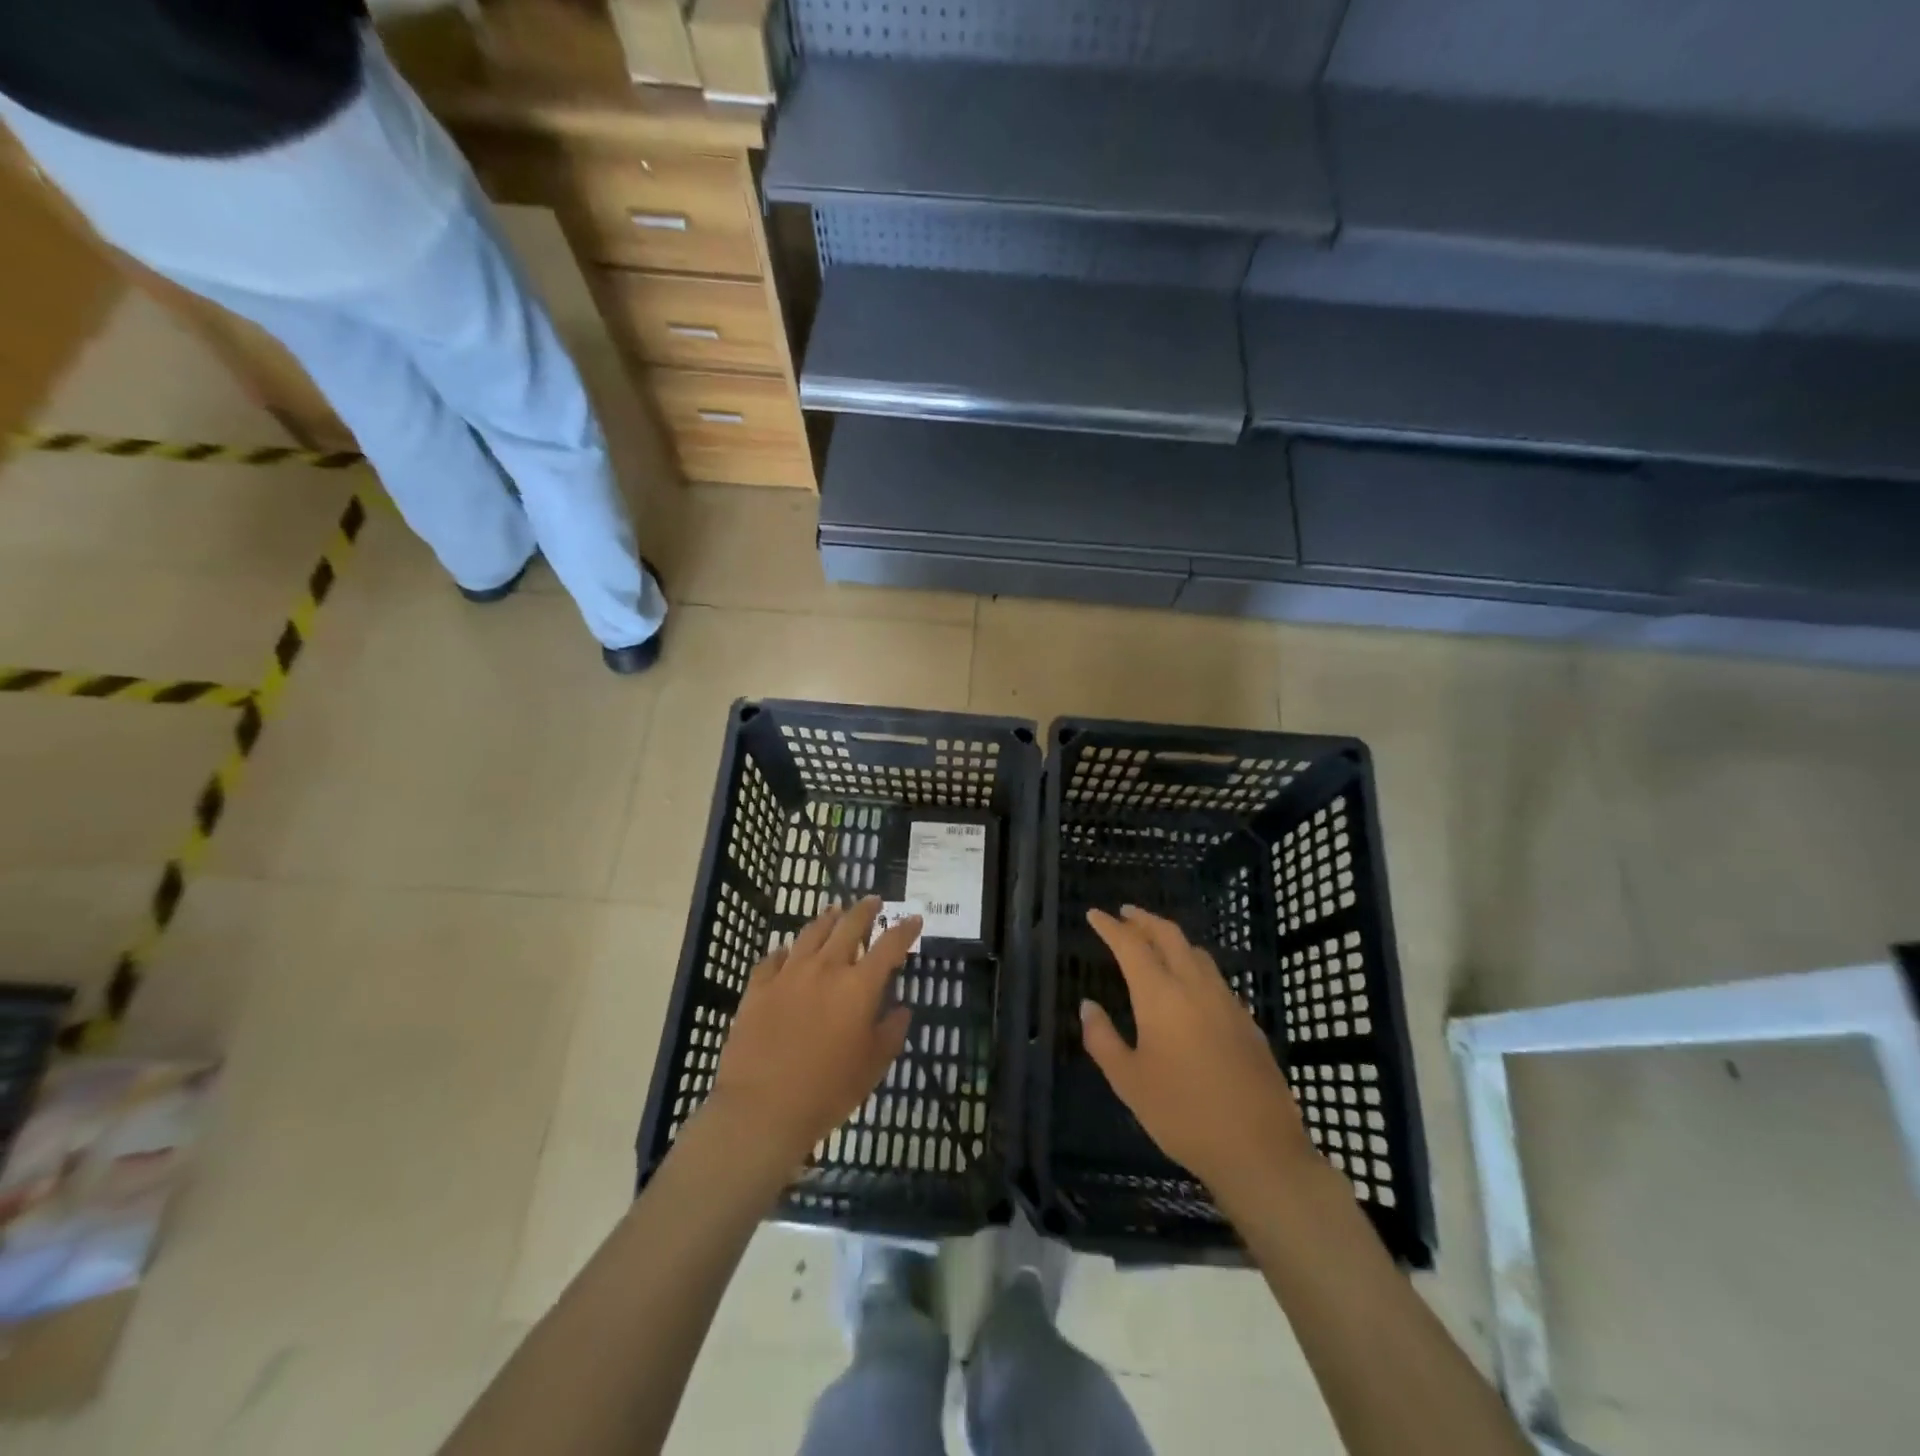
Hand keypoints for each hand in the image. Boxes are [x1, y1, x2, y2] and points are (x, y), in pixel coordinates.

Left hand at [703, 897, 918, 1180]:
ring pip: (811, 933)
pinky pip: (773, 958)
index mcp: (859, 986)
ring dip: (827, 919)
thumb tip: (901, 1009)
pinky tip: (787, 952)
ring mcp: (788, 974)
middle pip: (848, 926)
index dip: (905, 929)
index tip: (914, 919)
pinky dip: (786, 951)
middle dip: (864, 910)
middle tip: (873, 901)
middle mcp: (825, 968)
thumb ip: (891, 1032)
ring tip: (834, 911)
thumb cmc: (827, 1091)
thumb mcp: (873, 1066)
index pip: (889, 945)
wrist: (761, 1108)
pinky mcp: (758, 987)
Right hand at [1081, 906, 1314, 1205]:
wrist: (1259, 1149)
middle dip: (1144, 920)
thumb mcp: (1129, 1081)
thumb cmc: (1182, 1115)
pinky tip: (1191, 986)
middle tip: (1125, 914)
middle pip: (1169, 936)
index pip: (1130, 945)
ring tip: (1155, 943)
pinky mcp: (1248, 1022)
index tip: (1094, 914)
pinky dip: (1195, 966)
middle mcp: (1195, 987)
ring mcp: (1227, 1002)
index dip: (1110, 927)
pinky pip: (1216, 978)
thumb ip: (1103, 1039)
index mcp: (1161, 996)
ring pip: (1197, 953)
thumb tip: (1088, 1006)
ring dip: (1172, 939)